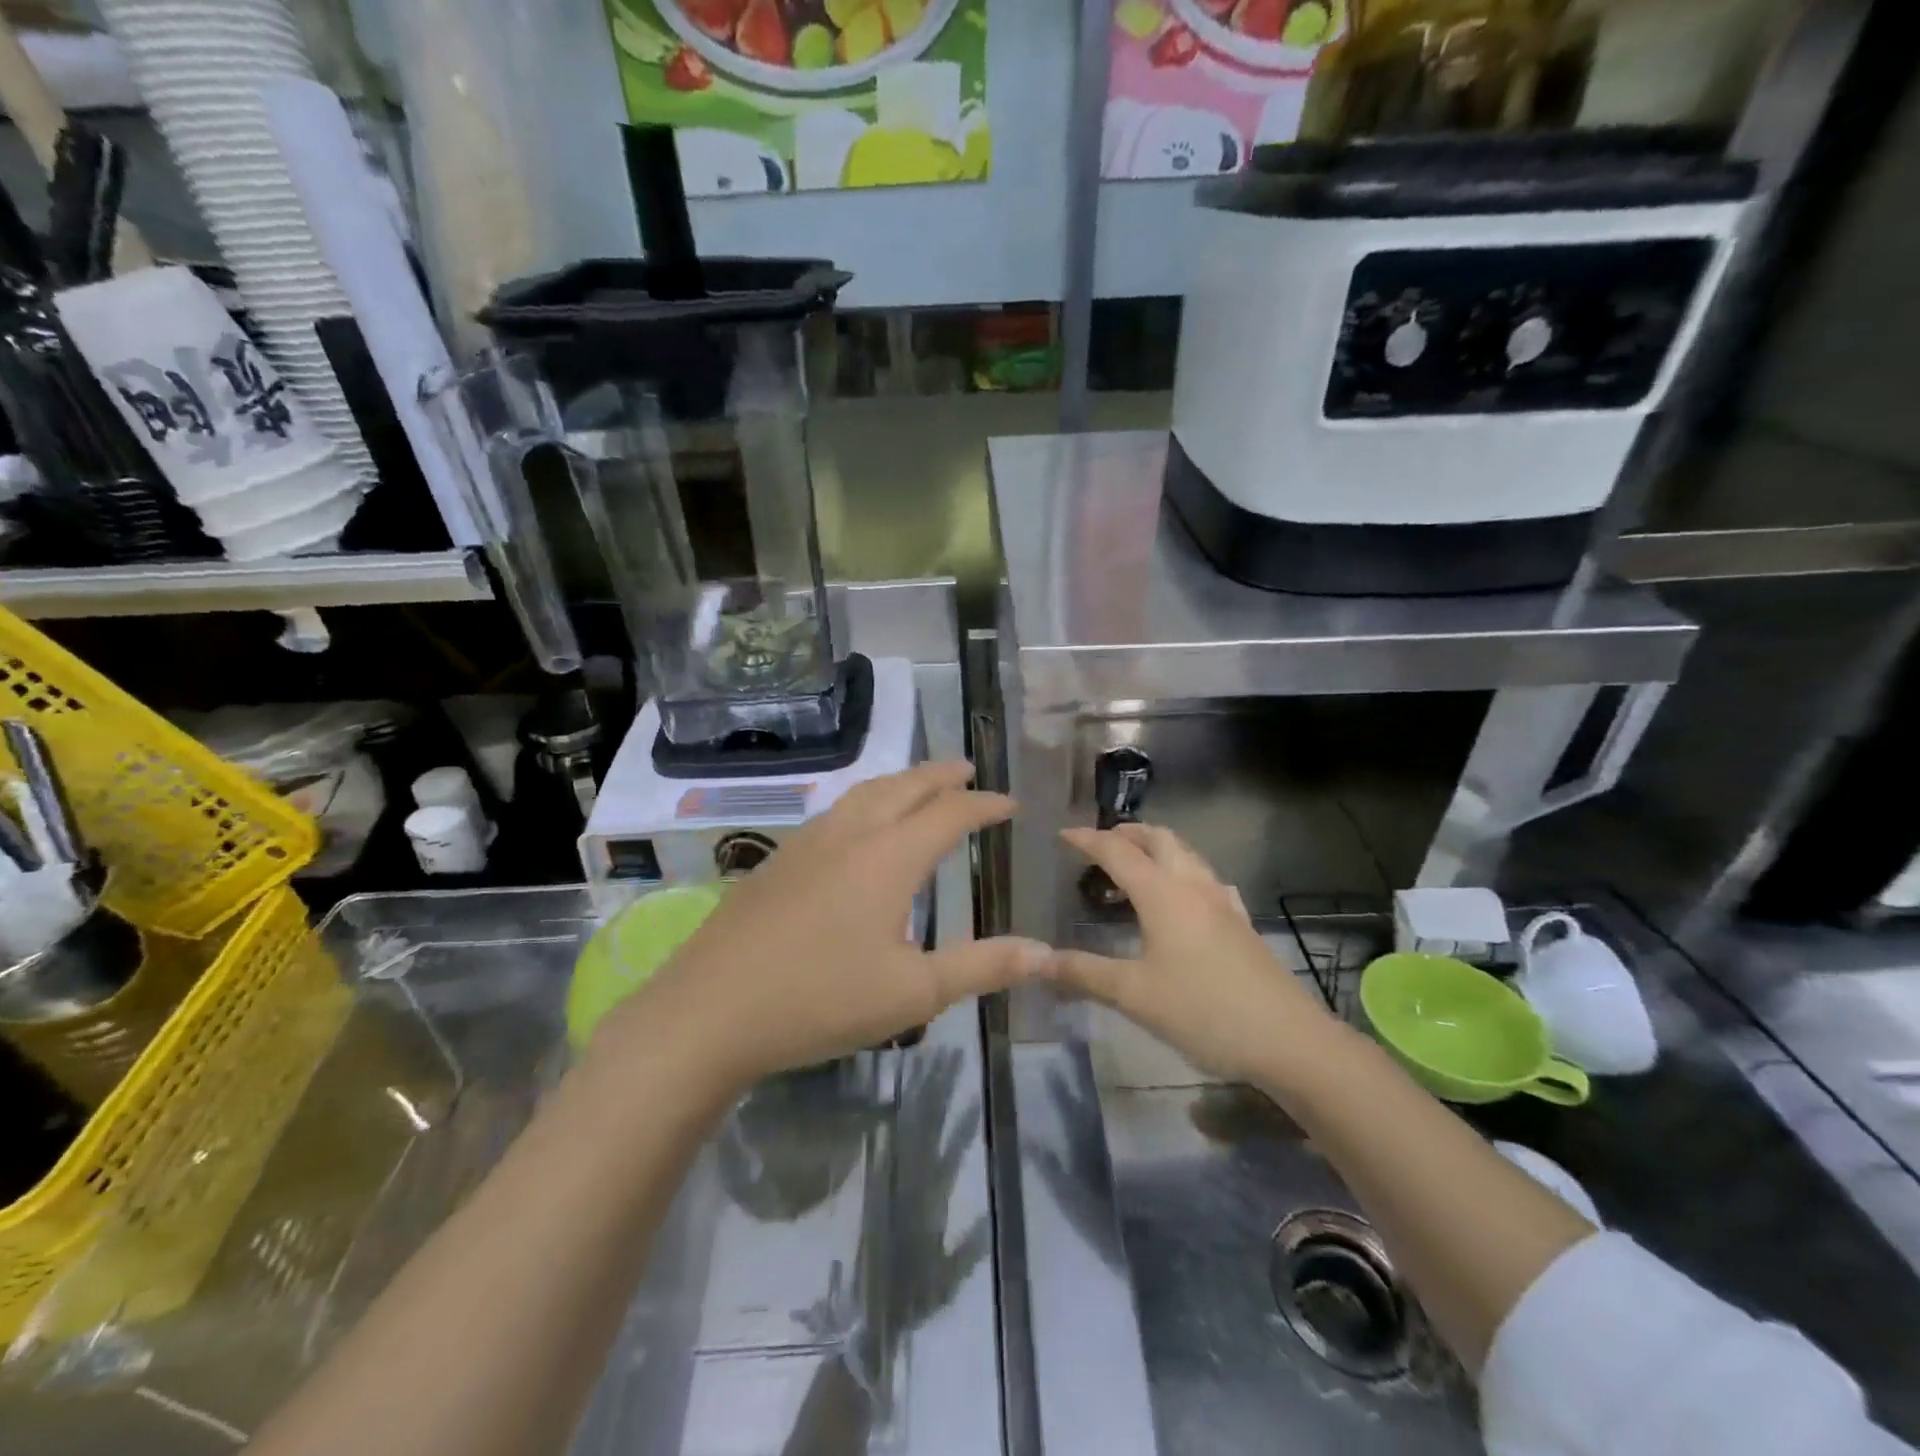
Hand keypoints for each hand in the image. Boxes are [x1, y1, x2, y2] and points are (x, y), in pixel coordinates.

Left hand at [602, 762, 1049, 1090]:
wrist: (708, 1012)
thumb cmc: (820, 1000)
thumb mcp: (913, 993)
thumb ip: (981, 967)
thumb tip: (1045, 953)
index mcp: (889, 856)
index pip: (950, 813)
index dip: (984, 805)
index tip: (1010, 804)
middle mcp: (850, 835)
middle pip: (903, 787)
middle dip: (940, 775)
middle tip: (967, 770)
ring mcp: (807, 844)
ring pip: (863, 793)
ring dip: (899, 782)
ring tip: (918, 787)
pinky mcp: (776, 861)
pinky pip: (835, 812)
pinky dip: (864, 802)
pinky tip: (858, 828)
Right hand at [1049, 824, 1338, 1084]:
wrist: (1287, 1039)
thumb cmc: (1203, 1010)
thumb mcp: (1134, 994)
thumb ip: (1083, 973)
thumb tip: (1037, 962)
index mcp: (1162, 893)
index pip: (1117, 851)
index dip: (1088, 839)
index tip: (1062, 834)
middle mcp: (1193, 886)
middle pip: (1160, 839)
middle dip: (1128, 833)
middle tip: (1101, 844)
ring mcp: (1222, 902)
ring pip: (1187, 855)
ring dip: (1157, 849)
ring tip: (1134, 868)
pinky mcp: (1241, 923)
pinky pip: (1206, 880)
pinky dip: (1183, 873)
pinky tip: (1183, 900)